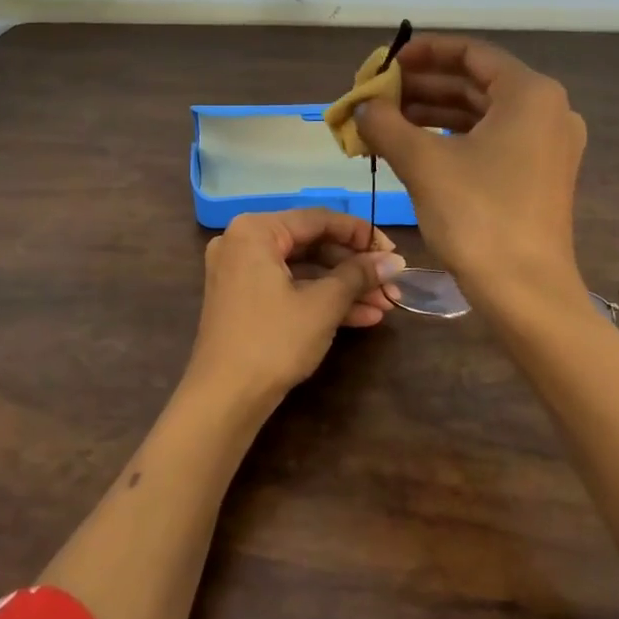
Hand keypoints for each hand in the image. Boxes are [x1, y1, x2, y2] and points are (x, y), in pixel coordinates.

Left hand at [188, 209, 405, 404]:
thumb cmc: (273, 340)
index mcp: (255, 230)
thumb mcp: (322, 305)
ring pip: (303, 270)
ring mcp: (241, 273)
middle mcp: (243, 243)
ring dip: (344, 287)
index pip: (318, 219)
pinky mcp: (244, 301)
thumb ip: (358, 275)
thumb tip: (394, 260)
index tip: (393, 252)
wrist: (224, 399)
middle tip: (392, 282)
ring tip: (386, 303)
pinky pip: (288, 288)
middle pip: (311, 244)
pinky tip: (362, 317)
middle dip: (355, 267)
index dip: (361, 234)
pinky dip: (321, 300)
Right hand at [354, 33, 587, 310]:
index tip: (385, 62)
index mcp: (530, 93)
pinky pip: (490, 140)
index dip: (423, 52)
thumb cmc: (478, 217)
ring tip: (384, 120)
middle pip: (475, 82)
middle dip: (422, 86)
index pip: (470, 53)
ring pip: (480, 114)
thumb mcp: (423, 163)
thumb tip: (361, 106)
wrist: (526, 293)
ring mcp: (546, 144)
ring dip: (431, 113)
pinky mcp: (538, 175)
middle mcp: (547, 110)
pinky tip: (412, 147)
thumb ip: (386, 124)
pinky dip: (451, 138)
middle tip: (377, 94)